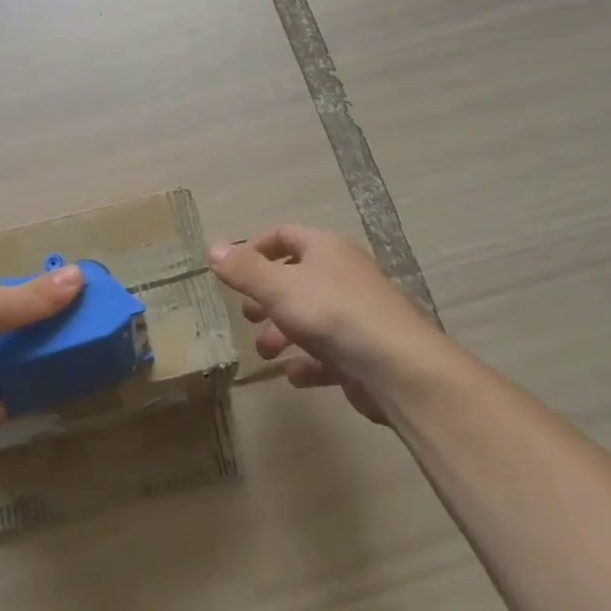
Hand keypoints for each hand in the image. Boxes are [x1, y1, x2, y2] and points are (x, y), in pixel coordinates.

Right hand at [209, 227, 440, 422]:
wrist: (396, 366)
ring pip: (310, 318)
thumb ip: (244, 270)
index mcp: (326, 249)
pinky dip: (308, 363)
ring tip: (265, 352)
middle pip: (297, 278)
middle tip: (248, 317)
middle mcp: (344, 275)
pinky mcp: (364, 351)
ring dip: (282, 334)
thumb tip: (213, 249)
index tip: (232, 272)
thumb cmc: (332, 313)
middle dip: (266, 298)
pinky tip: (295, 375)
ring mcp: (357, 314)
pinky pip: (329, 353)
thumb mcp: (278, 287)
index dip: (255, 249)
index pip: (285, 235)